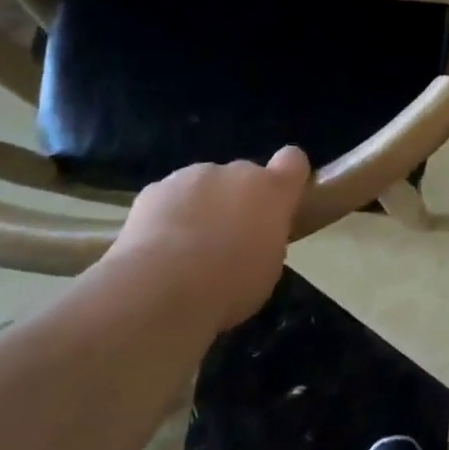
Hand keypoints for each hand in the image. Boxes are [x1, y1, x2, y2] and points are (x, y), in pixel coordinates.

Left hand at [107, 147, 310, 332]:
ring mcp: (193, 175)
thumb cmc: (230, 284)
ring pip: (203, 185)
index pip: (293, 160)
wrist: (161, 288)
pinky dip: (166, 216)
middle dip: (237, 200)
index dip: (288, 176)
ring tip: (185, 250)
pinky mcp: (155, 189)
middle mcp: (236, 172)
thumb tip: (255, 236)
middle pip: (243, 176)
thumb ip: (266, 238)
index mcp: (272, 190)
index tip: (281, 200)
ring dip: (201, 206)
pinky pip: (168, 198)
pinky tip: (156, 250)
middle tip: (226, 241)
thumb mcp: (268, 269)